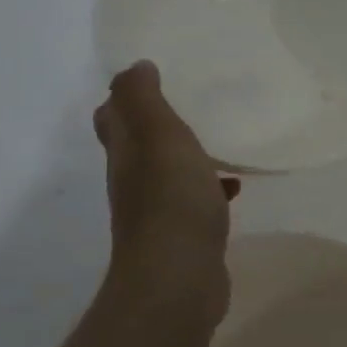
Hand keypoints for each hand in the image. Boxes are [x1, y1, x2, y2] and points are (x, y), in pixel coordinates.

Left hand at [94, 62, 239, 321]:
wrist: (179, 279)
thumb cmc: (171, 200)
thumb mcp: (158, 136)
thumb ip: (144, 99)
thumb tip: (135, 67)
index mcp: (126, 154)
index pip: (112, 118)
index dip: (125, 99)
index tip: (154, 80)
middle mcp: (134, 182)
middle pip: (139, 147)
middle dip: (159, 126)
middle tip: (192, 104)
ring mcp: (157, 214)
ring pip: (169, 174)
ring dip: (188, 157)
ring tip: (220, 141)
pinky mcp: (183, 238)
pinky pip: (194, 202)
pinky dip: (210, 189)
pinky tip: (235, 187)